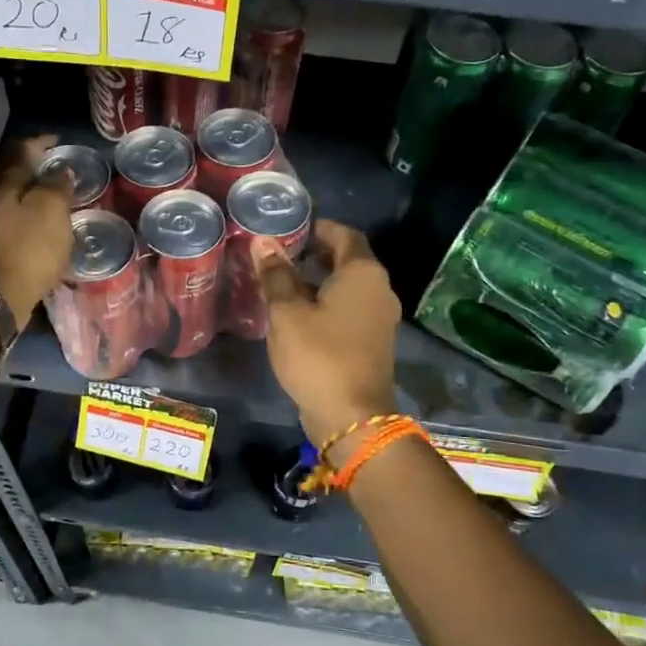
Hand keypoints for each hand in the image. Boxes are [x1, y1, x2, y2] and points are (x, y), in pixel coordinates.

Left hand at [0, 136, 74, 326]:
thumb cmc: (27, 248)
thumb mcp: (50, 211)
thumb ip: (57, 186)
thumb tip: (61, 169)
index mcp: (6, 185)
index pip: (23, 152)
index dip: (41, 143)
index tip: (59, 140)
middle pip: (15, 178)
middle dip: (38, 173)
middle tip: (63, 174)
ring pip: (15, 204)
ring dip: (36, 201)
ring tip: (60, 206)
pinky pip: (16, 228)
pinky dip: (33, 225)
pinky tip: (47, 235)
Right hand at [256, 218, 401, 447]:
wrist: (352, 417)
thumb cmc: (318, 355)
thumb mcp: (287, 312)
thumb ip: (276, 274)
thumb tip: (264, 242)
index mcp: (363, 273)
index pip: (344, 235)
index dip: (319, 228)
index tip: (292, 229)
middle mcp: (379, 290)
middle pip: (348, 261)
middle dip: (316, 255)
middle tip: (280, 256)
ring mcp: (380, 318)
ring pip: (348, 288)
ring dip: (319, 282)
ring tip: (282, 285)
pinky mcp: (374, 342)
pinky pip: (350, 311)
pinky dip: (327, 305)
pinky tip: (299, 316)